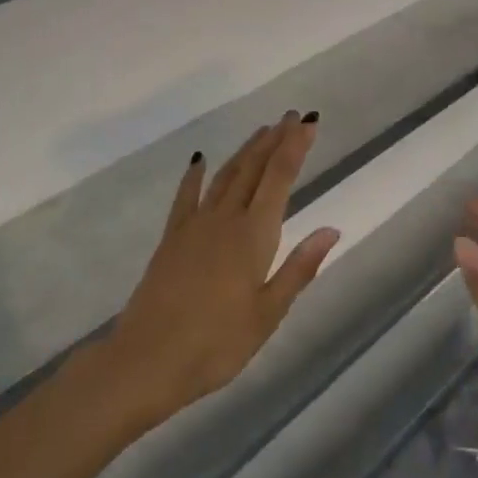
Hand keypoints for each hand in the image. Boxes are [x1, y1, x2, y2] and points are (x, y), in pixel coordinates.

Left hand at [104, 113, 339, 424]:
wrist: (147, 360)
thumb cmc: (216, 344)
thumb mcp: (268, 314)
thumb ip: (299, 268)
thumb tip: (331, 229)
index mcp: (254, 236)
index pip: (279, 179)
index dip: (294, 148)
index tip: (307, 123)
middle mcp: (225, 220)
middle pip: (253, 169)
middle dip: (273, 140)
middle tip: (291, 117)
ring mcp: (194, 226)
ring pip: (225, 177)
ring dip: (244, 152)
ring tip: (262, 131)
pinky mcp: (171, 239)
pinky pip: (186, 197)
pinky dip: (195, 176)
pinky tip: (200, 161)